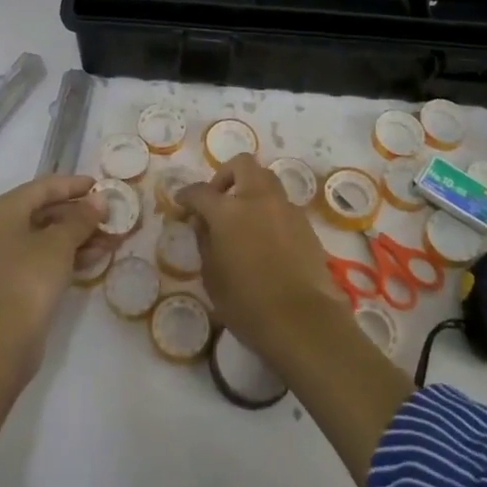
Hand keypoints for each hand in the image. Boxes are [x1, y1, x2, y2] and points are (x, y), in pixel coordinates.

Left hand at [0, 174, 105, 377]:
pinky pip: (41, 255)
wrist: (4, 341)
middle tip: (109, 214)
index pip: (43, 187)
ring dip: (78, 235)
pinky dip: (66, 253)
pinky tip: (96, 256)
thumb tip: (100, 199)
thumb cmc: (30, 279)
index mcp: (2, 210)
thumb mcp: (61, 244)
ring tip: (111, 237)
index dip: (74, 185)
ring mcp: (2, 255)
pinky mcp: (10, 278)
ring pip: (45, 235)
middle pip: (44, 210)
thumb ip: (82, 218)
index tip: (100, 185)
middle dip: (79, 214)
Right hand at [178, 154, 349, 367]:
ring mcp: (285, 208)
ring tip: (243, 217)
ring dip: (251, 189)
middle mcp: (257, 199)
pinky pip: (282, 204)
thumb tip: (203, 223)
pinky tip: (265, 237)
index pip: (200, 192)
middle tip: (218, 199)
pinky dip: (269, 210)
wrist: (303, 321)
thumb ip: (205, 242)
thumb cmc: (247, 304)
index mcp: (228, 210)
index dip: (187, 195)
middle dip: (226, 175)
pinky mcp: (305, 224)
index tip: (181, 203)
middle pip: (242, 165)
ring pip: (267, 179)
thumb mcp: (212, 276)